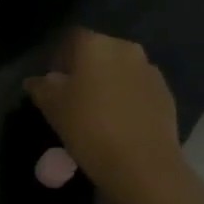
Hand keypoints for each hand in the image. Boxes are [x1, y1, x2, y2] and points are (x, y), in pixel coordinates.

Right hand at [26, 29, 186, 203]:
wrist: (142, 165)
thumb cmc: (89, 128)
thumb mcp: (53, 108)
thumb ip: (41, 87)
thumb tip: (37, 80)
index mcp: (95, 45)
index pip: (72, 38)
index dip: (60, 56)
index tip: (53, 80)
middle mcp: (125, 48)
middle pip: (99, 51)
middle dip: (86, 68)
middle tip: (74, 96)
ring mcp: (150, 70)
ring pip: (121, 69)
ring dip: (109, 82)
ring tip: (99, 111)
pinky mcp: (166, 93)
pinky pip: (139, 88)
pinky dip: (128, 98)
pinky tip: (120, 122)